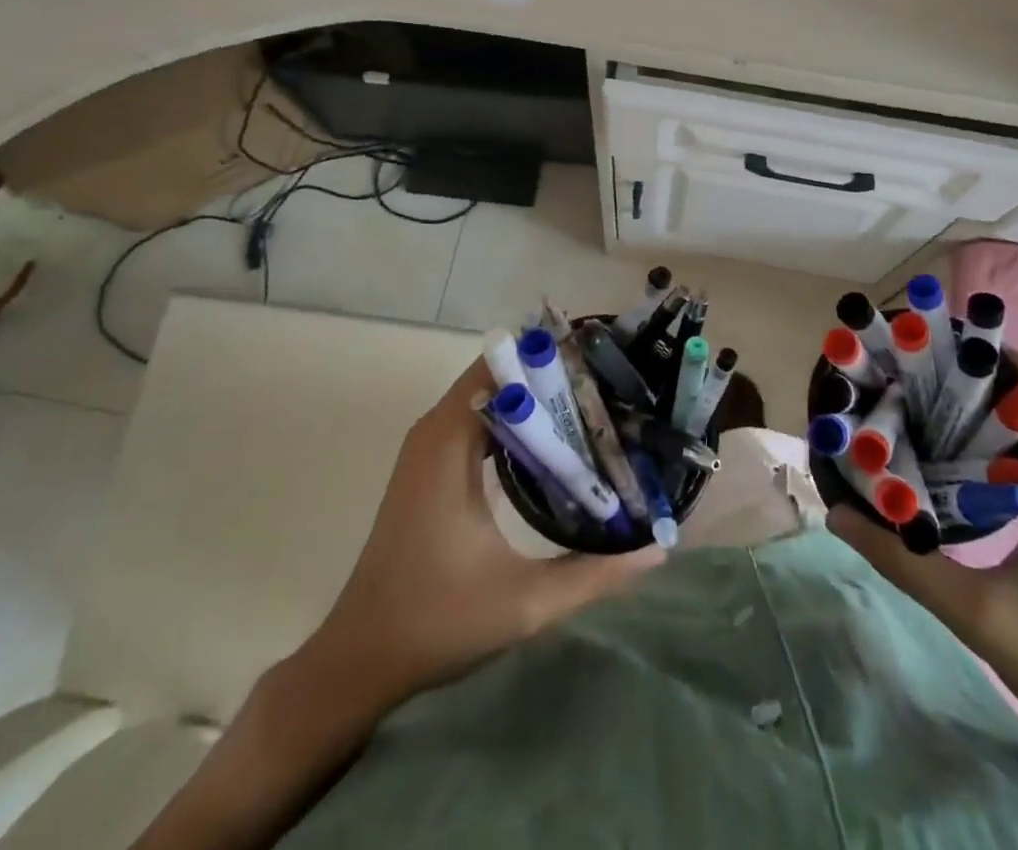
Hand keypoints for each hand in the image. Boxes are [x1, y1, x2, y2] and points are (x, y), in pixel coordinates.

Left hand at [317, 360, 664, 701]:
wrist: (359, 659)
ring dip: (536, 400)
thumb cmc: (436, 621)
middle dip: (553, 377)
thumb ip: (594, 573)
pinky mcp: (430, 468)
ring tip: (594, 409)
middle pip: (500, 377)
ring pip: (490, 399)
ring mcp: (430, 448)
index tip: (601, 363)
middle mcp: (436, 430)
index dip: (551, 359)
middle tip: (610, 389)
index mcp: (449, 441)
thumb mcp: (525, 602)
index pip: (503, 367)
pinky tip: (556, 444)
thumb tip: (658, 548)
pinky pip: (478, 422)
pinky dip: (516, 423)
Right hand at [828, 380, 1017, 752]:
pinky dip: (990, 443)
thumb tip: (836, 514)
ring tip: (914, 403)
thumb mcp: (978, 616)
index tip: (929, 347)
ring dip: (977, 411)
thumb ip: (905, 564)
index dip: (988, 355)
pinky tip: (945, 457)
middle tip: (905, 374)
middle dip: (969, 378)